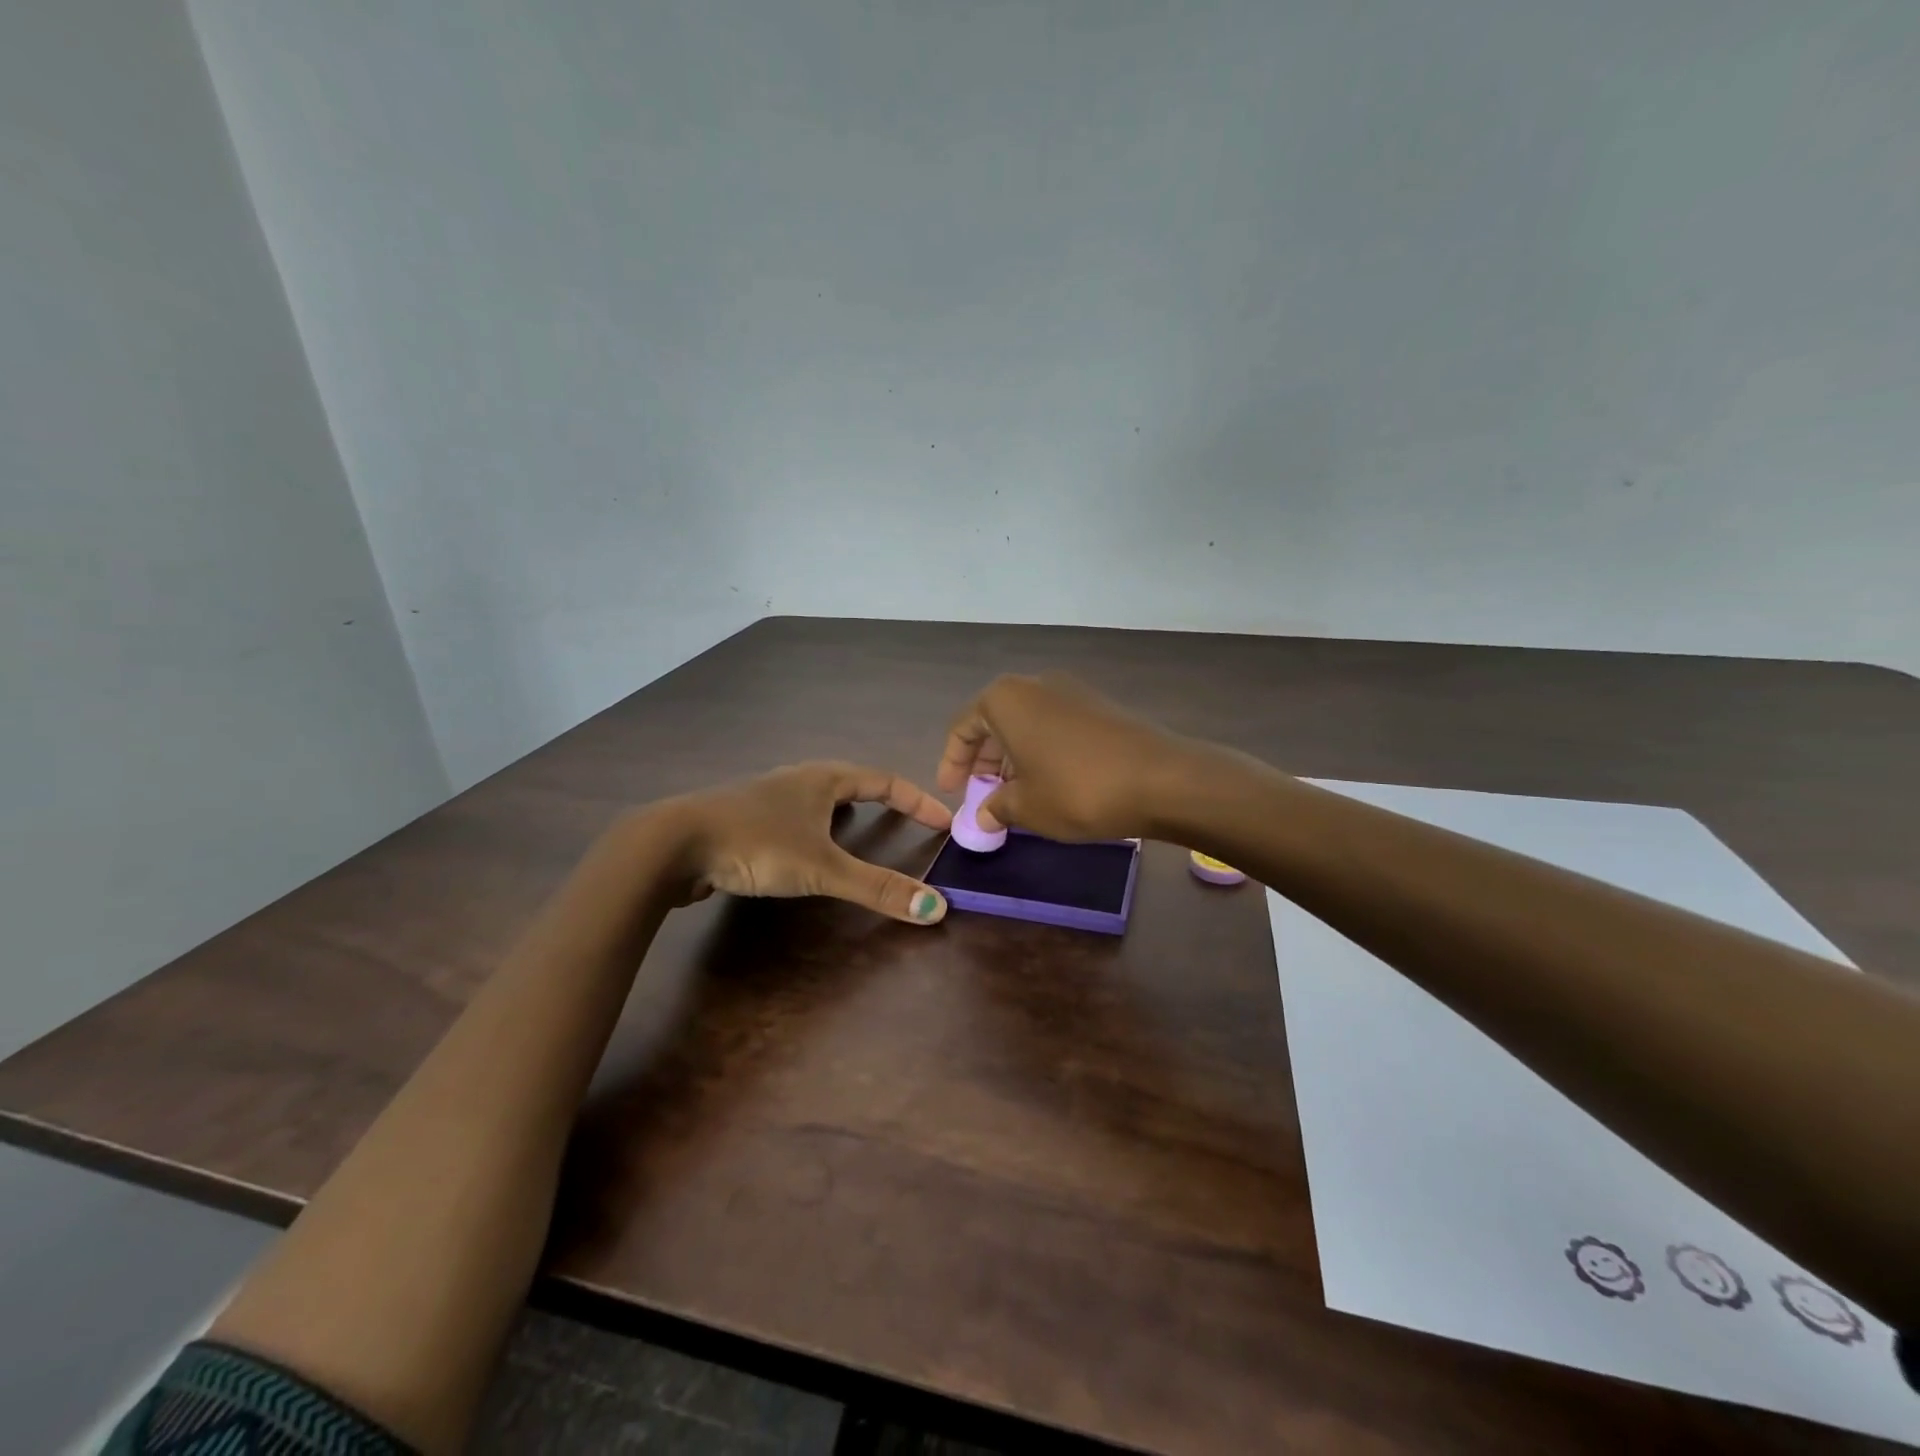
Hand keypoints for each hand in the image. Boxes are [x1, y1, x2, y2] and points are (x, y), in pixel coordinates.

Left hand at [660, 761, 953, 923]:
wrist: (673, 844)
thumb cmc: (756, 844)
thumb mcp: (822, 868)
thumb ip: (877, 888)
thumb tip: (936, 908)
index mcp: (822, 779)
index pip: (884, 781)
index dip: (916, 800)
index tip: (943, 820)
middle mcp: (796, 779)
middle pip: (851, 782)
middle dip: (881, 799)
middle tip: (905, 821)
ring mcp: (765, 797)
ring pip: (817, 798)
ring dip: (843, 811)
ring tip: (858, 830)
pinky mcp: (742, 819)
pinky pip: (791, 817)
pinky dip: (812, 829)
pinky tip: (802, 850)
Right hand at [936, 673, 1192, 841]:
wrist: (1163, 780)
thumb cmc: (1077, 790)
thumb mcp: (1026, 806)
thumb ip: (996, 807)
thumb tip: (983, 815)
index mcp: (1006, 699)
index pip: (963, 726)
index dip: (952, 762)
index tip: (951, 792)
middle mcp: (1035, 684)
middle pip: (994, 720)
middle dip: (984, 760)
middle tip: (982, 795)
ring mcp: (1072, 691)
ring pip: (1026, 723)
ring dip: (1012, 757)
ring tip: (1014, 794)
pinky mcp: (1099, 706)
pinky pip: (1054, 725)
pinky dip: (1041, 751)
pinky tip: (1049, 782)